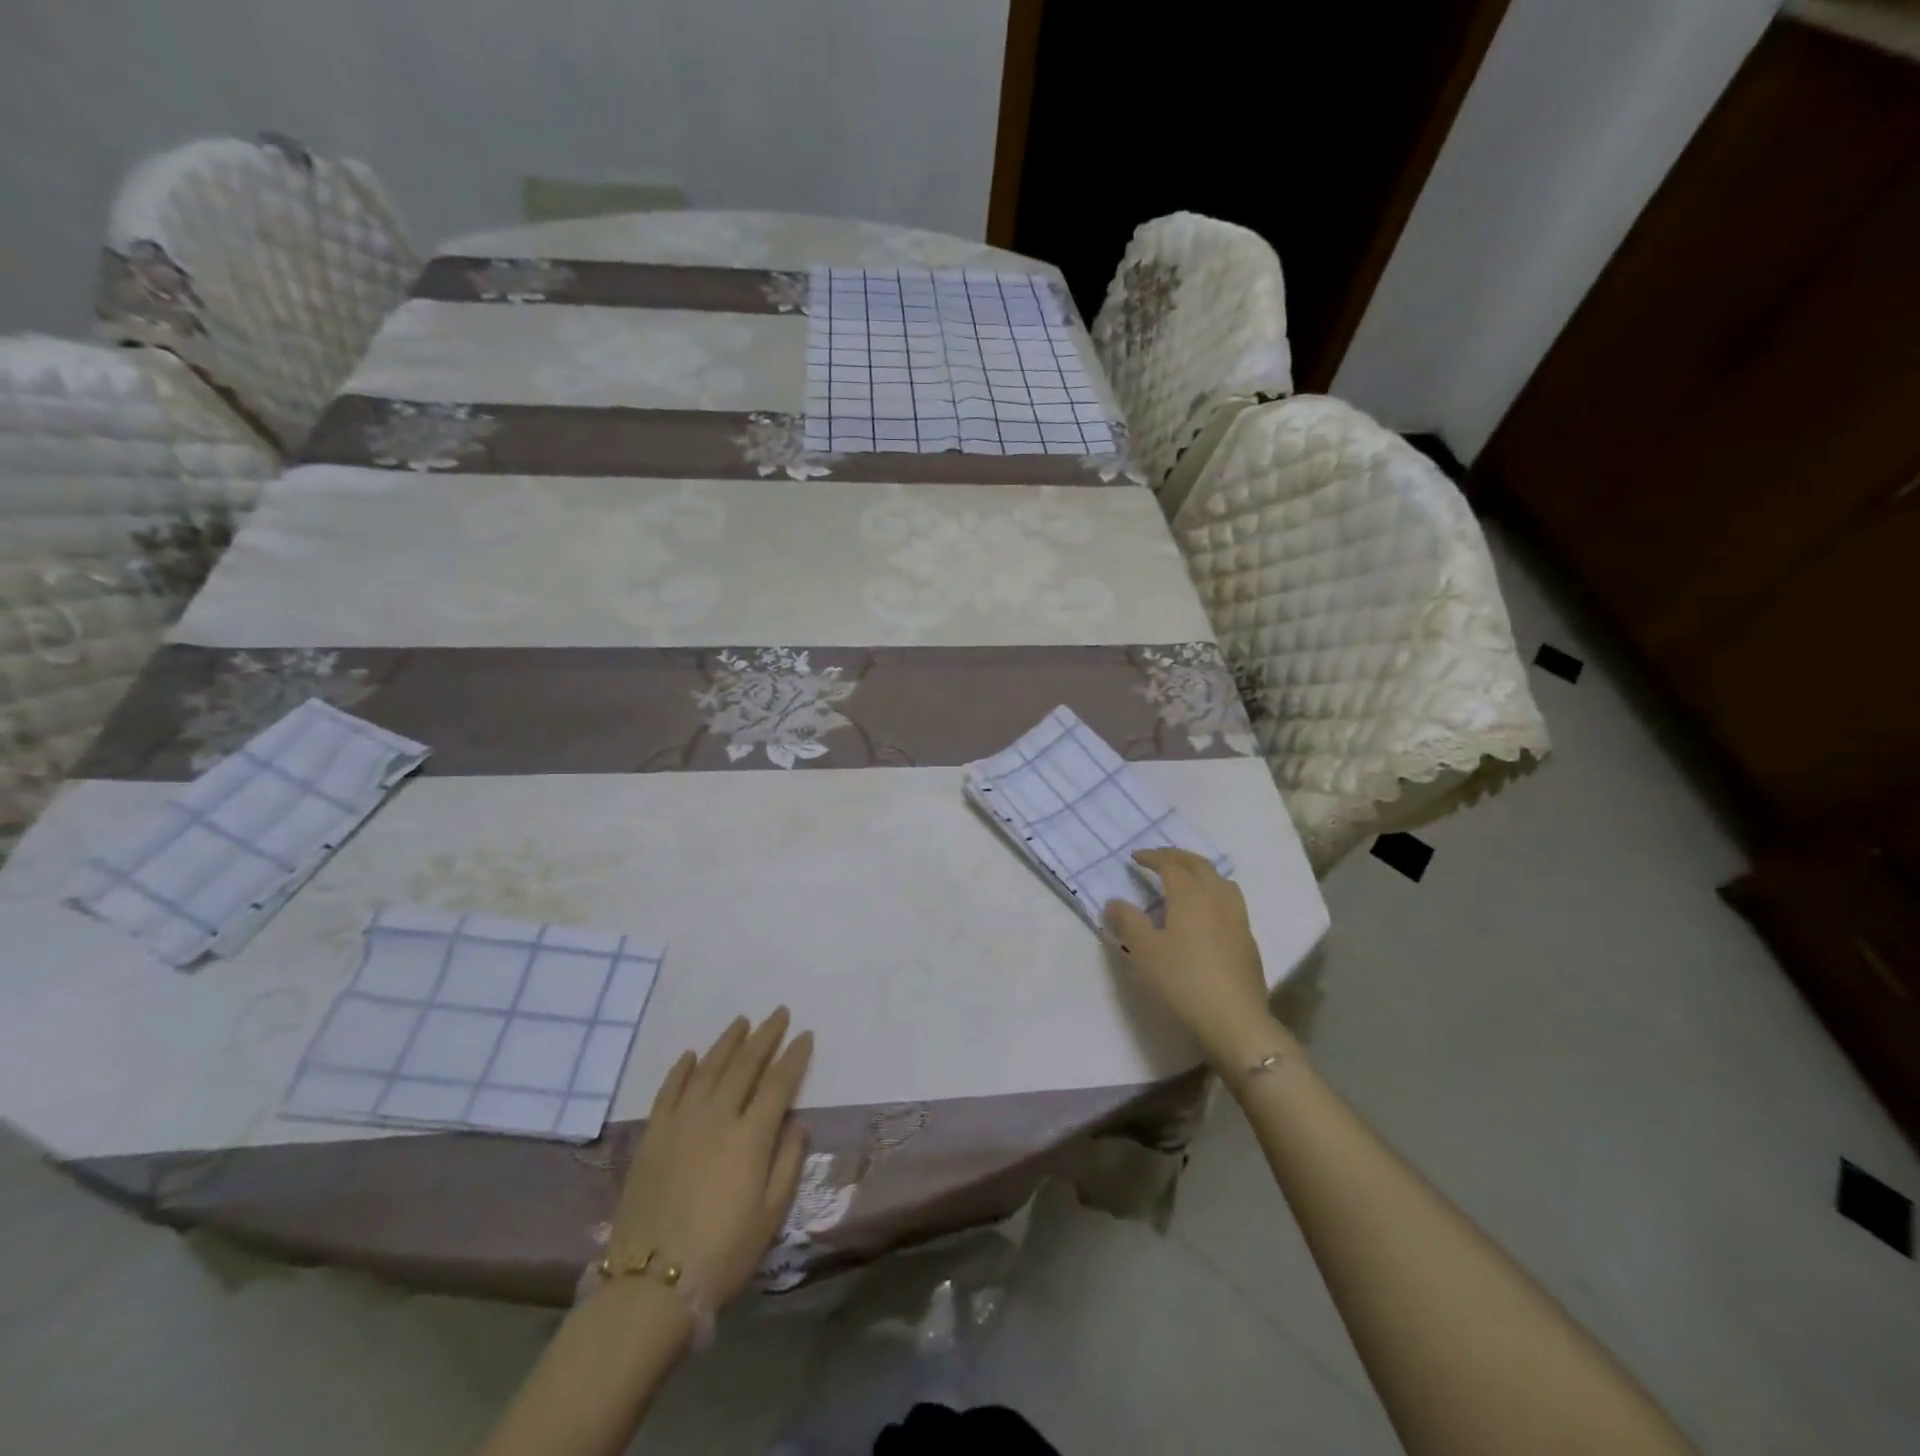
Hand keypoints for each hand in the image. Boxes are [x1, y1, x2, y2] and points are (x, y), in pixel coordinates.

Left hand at [607, 1009, 812, 1310]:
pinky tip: (692, 1055)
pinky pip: (669, 1090)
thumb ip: (787, 1162)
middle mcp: (718, 1116)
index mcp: (751, 1136)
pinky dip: (682, 1068)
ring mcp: (681, 1122)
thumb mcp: (770, 1215)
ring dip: (728, 1041)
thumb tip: (797, 1123)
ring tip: (741, 1021)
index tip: (805, 1035)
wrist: (650, 1286)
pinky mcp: (652, 1135)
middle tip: (778, 1013)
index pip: (779, 1082)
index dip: (794, 1056)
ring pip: (709, 1068)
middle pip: (745, 1064)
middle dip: (765, 1035)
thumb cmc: (723, 1254)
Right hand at [1103, 848, 1283, 1067]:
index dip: (1152, 857)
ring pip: (1221, 881)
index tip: (1135, 857)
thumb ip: (1127, 921)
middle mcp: (1217, 899)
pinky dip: (1214, 892)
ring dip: (1201, 872)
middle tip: (1158, 859)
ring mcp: (1238, 919)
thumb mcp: (1143, 951)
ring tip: (1186, 879)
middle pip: (1200, 865)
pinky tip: (1206, 913)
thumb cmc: (1182, 981)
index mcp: (1190, 896)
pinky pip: (1230, 901)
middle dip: (1177, 857)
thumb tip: (1114, 902)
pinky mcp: (1248, 941)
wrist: (1235, 1021)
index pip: (1171, 864)